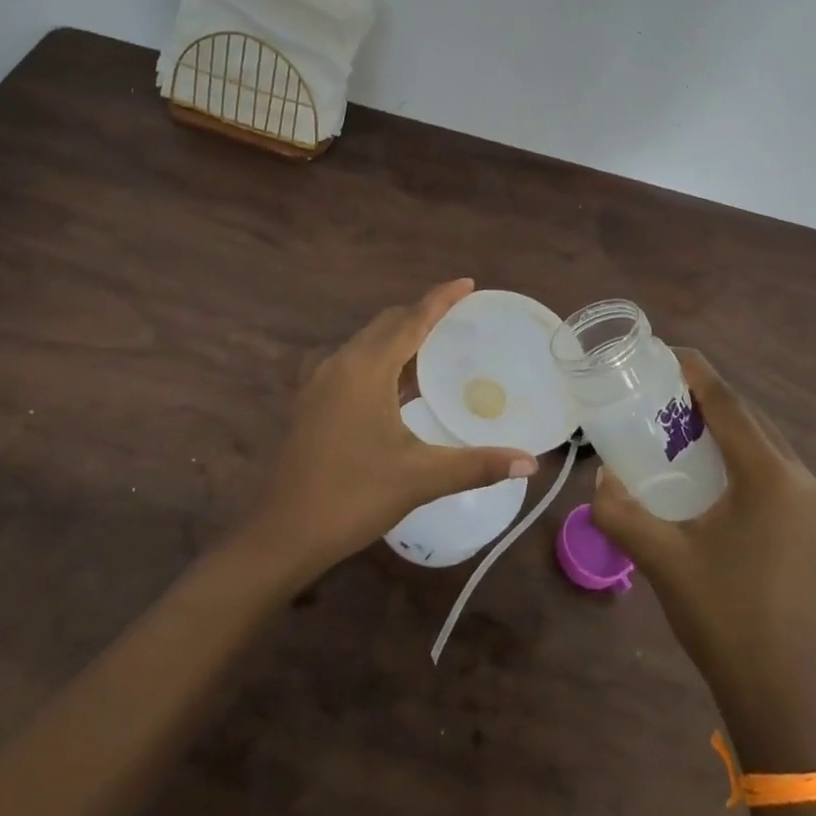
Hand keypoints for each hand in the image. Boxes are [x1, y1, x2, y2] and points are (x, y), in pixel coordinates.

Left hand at [244, 279, 539, 578]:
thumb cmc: (354, 497)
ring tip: (434, 347)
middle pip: (387, 324)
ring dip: (399, 338)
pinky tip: (396, 385)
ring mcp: (319, 381)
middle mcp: (340, 363)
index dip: (441, 299)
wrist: (284, 533)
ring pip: (366, 342)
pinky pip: (352, 363)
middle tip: (458, 319)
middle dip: (421, 315)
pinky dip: (380, 360)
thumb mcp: (421, 478)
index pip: (412, 320)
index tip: (467, 283)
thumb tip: (531, 463)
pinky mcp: (310, 400)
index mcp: (366, 368)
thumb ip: (477, 465)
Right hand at [591, 349, 815, 728]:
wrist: (776, 689)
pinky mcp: (803, 518)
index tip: (658, 351)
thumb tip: (600, 477)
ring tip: (670, 414)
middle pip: (746, 413)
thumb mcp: (660, 558)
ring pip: (758, 436)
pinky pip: (764, 460)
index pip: (728, 402)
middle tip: (654, 386)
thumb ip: (620, 509)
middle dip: (702, 392)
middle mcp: (797, 477)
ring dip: (718, 419)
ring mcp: (806, 498)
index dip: (693, 370)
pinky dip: (731, 446)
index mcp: (770, 477)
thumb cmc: (721, 616)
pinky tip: (699, 458)